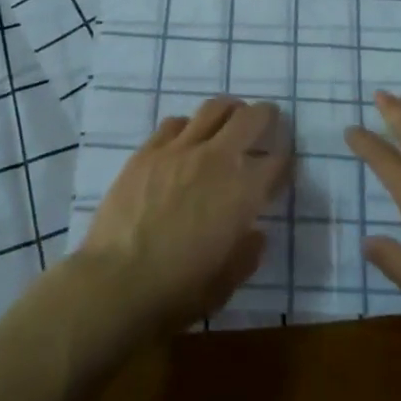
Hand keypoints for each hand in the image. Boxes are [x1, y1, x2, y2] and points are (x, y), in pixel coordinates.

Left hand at [76, 96, 290, 337]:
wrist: (115, 284)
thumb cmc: (176, 292)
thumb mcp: (225, 284)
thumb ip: (247, 253)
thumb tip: (254, 233)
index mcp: (243, 191)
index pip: (277, 160)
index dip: (285, 160)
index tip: (282, 166)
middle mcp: (217, 159)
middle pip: (251, 118)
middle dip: (266, 116)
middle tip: (267, 122)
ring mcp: (180, 149)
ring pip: (214, 108)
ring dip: (229, 111)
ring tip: (230, 120)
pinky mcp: (148, 150)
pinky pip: (175, 122)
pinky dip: (189, 126)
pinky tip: (186, 140)